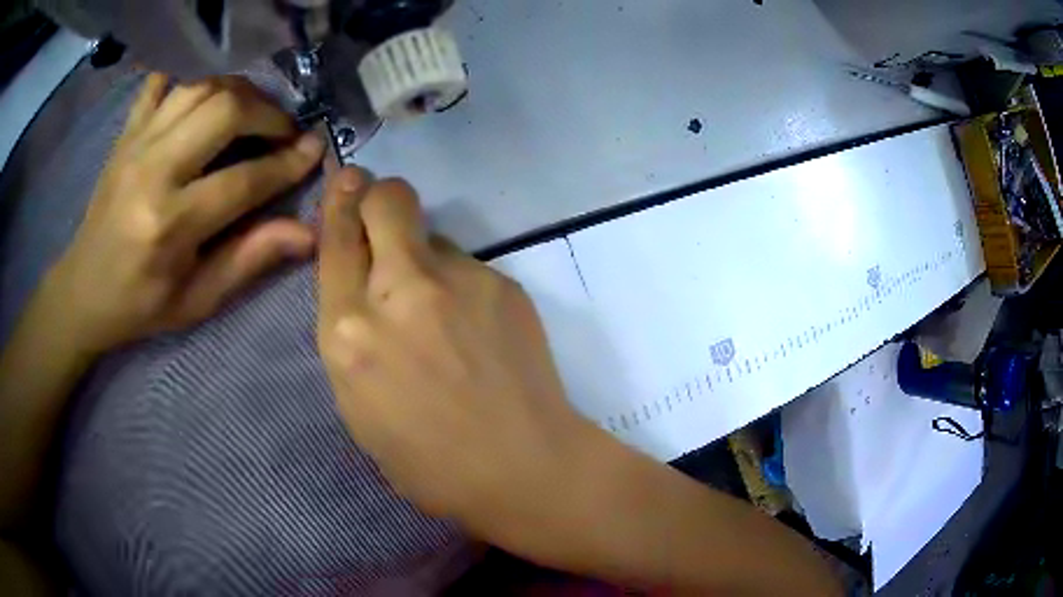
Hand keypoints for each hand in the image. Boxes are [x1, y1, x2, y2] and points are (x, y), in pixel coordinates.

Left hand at [48, 74, 323, 353]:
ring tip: (251, 113)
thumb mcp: (197, 299)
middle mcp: (154, 171)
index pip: (244, 179)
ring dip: (238, 92)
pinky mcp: (126, 132)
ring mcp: (136, 143)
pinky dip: (189, 78)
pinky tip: (204, 95)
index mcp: (171, 225)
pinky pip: (161, 82)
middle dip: (267, 113)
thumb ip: (249, 260)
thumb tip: (307, 232)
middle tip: (283, 130)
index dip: (288, 163)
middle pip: (225, 110)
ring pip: (201, 87)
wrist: (83, 290)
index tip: (315, 149)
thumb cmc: (141, 304)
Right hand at [317, 167, 599, 548]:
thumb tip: (364, 288)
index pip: (335, 240)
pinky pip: (468, 266)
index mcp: (348, 332)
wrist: (522, 467)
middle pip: (387, 199)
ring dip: (426, 259)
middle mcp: (398, 291)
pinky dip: (461, 287)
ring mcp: (458, 280)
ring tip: (445, 314)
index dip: (339, 203)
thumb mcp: (359, 407)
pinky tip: (479, 331)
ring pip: (432, 235)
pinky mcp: (503, 283)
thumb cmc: (428, 462)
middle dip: (379, 196)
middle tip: (383, 213)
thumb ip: (352, 336)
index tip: (347, 182)